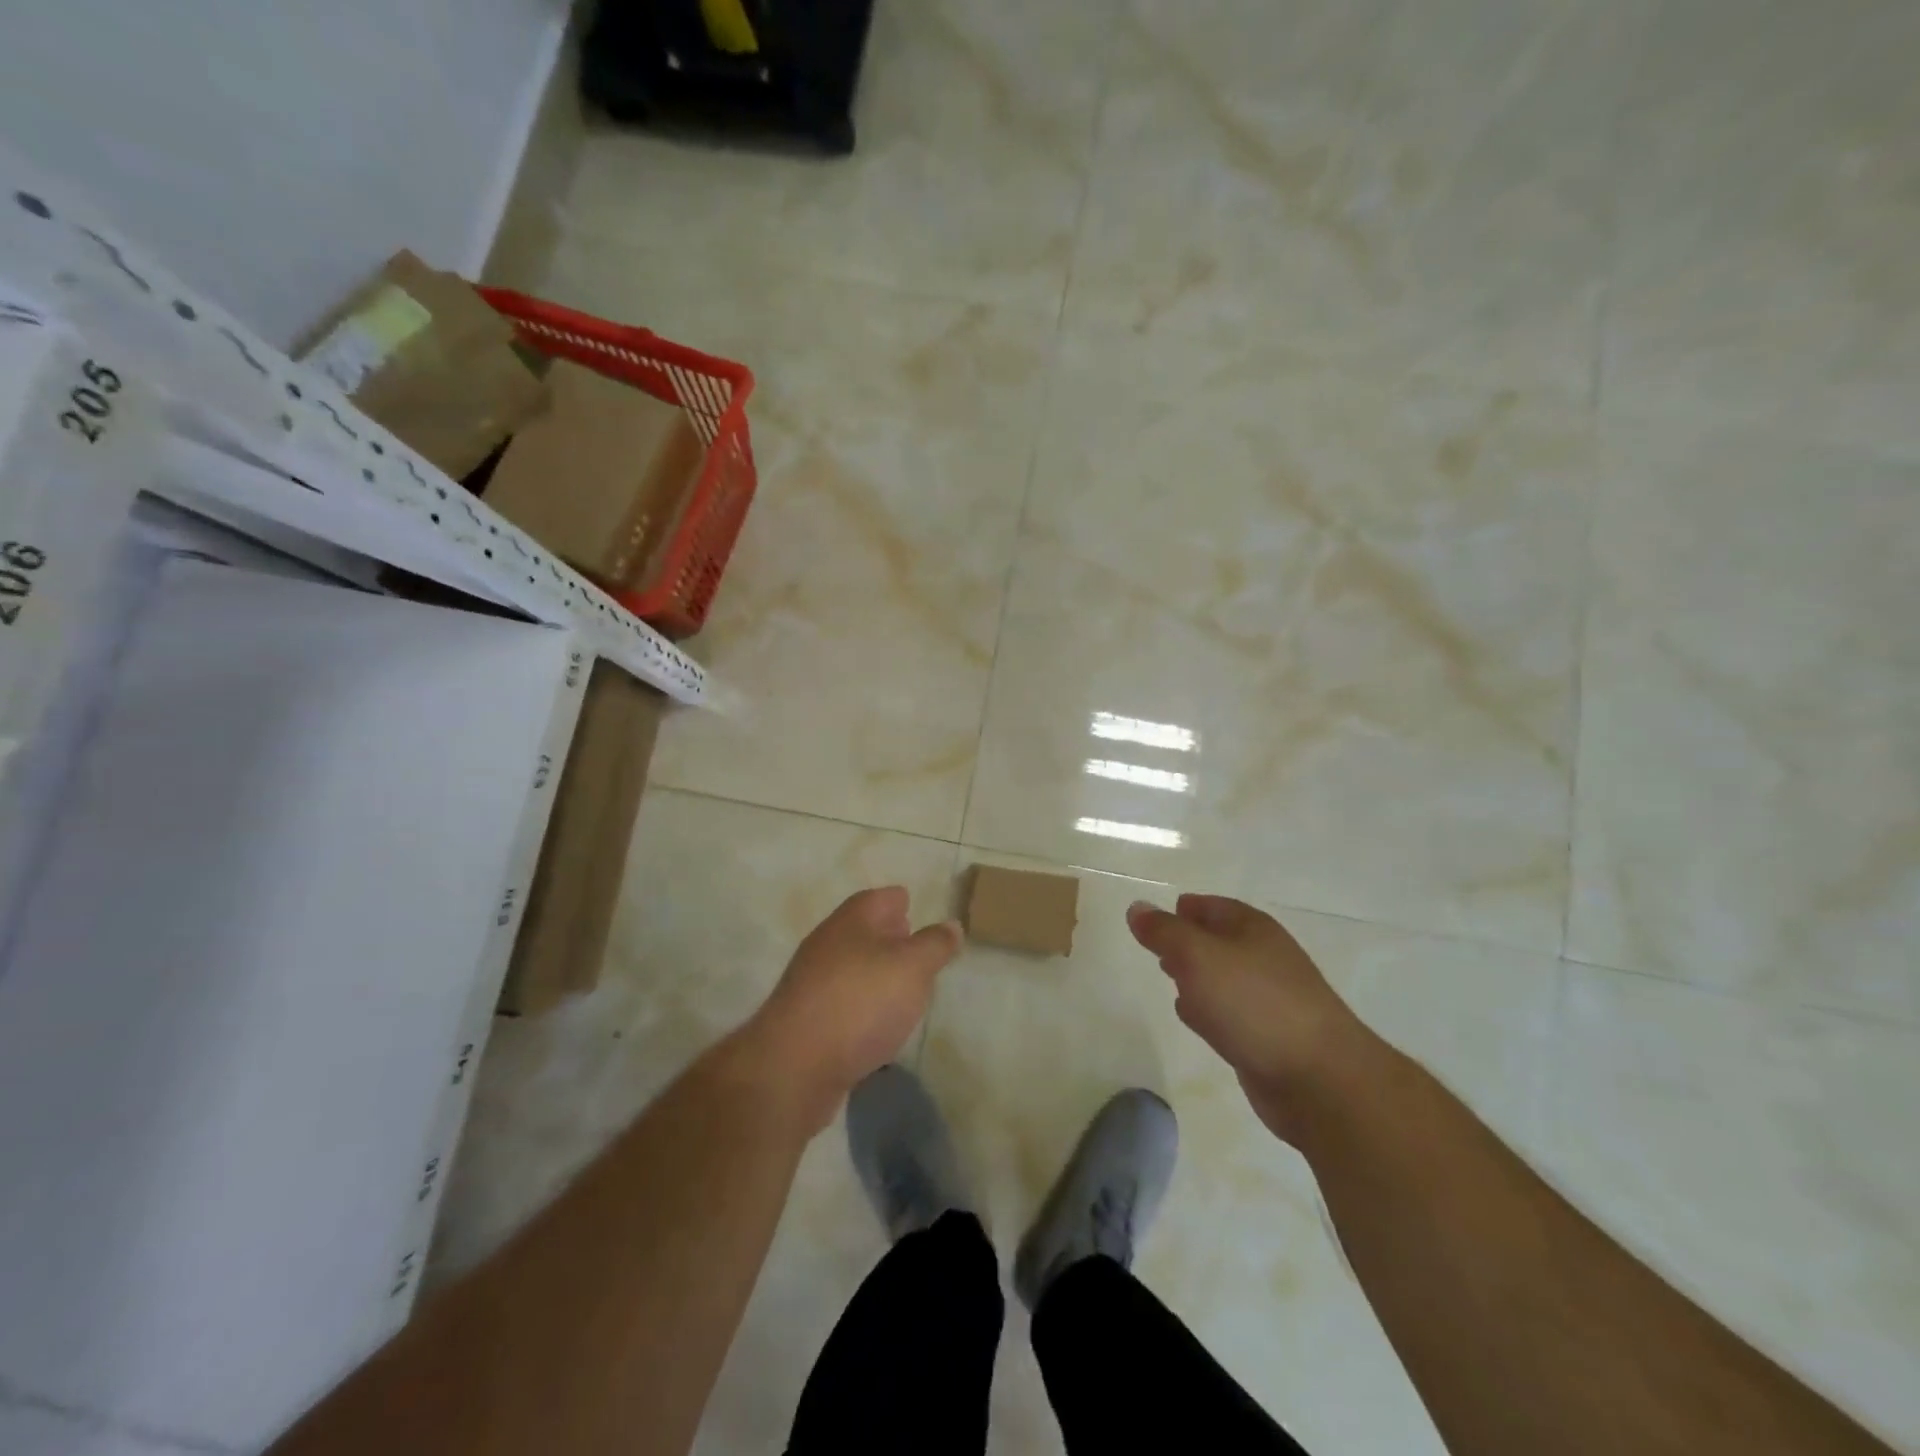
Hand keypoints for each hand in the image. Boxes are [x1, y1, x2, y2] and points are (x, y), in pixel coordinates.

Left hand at [744, 887, 962, 1131]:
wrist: (794, 1066)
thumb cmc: (860, 1002)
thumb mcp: (913, 968)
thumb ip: (935, 945)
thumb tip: (952, 925)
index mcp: (852, 920)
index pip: (882, 898)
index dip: (902, 901)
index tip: (918, 911)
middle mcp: (828, 943)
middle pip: (864, 930)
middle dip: (889, 937)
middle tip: (916, 949)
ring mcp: (812, 982)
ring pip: (852, 967)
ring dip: (876, 974)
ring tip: (904, 990)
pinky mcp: (807, 1020)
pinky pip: (843, 1003)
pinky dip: (861, 1007)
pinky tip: (877, 1025)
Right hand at [1126, 894, 1376, 1143]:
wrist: (1318, 1079)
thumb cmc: (1253, 1003)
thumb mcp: (1197, 956)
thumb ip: (1163, 932)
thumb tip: (1136, 908)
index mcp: (1252, 929)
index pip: (1212, 906)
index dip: (1184, 908)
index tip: (1155, 916)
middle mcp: (1264, 958)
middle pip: (1219, 941)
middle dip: (1188, 942)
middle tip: (1158, 947)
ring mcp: (1270, 1000)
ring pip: (1223, 978)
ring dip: (1197, 976)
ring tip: (1170, 978)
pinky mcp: (1269, 1039)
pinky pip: (1230, 1014)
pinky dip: (1209, 1010)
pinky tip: (1193, 1018)